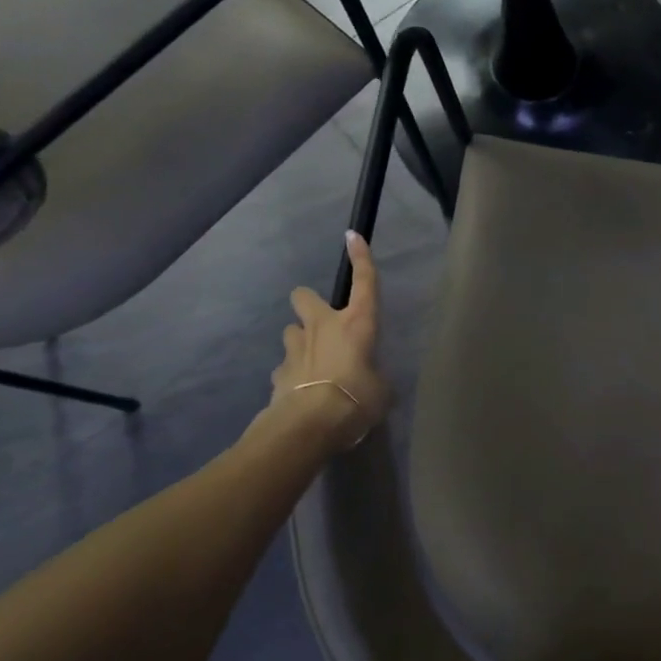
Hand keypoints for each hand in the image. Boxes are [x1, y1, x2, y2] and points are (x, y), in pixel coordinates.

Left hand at [248, 232, 389, 458]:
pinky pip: (286, 367)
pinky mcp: (278, 373)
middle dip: (310, 304)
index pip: (364, 282)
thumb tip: (370, 383)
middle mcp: (323, 326)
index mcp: (357, 323)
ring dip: (301, 342)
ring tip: (313, 364)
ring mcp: (295, 348)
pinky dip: (293, 375)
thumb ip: (375, 378)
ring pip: (292, 331)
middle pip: (304, 296)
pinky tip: (303, 392)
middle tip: (321, 323)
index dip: (361, 258)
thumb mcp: (382, 390)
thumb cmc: (356, 398)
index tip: (352, 236)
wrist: (309, 424)